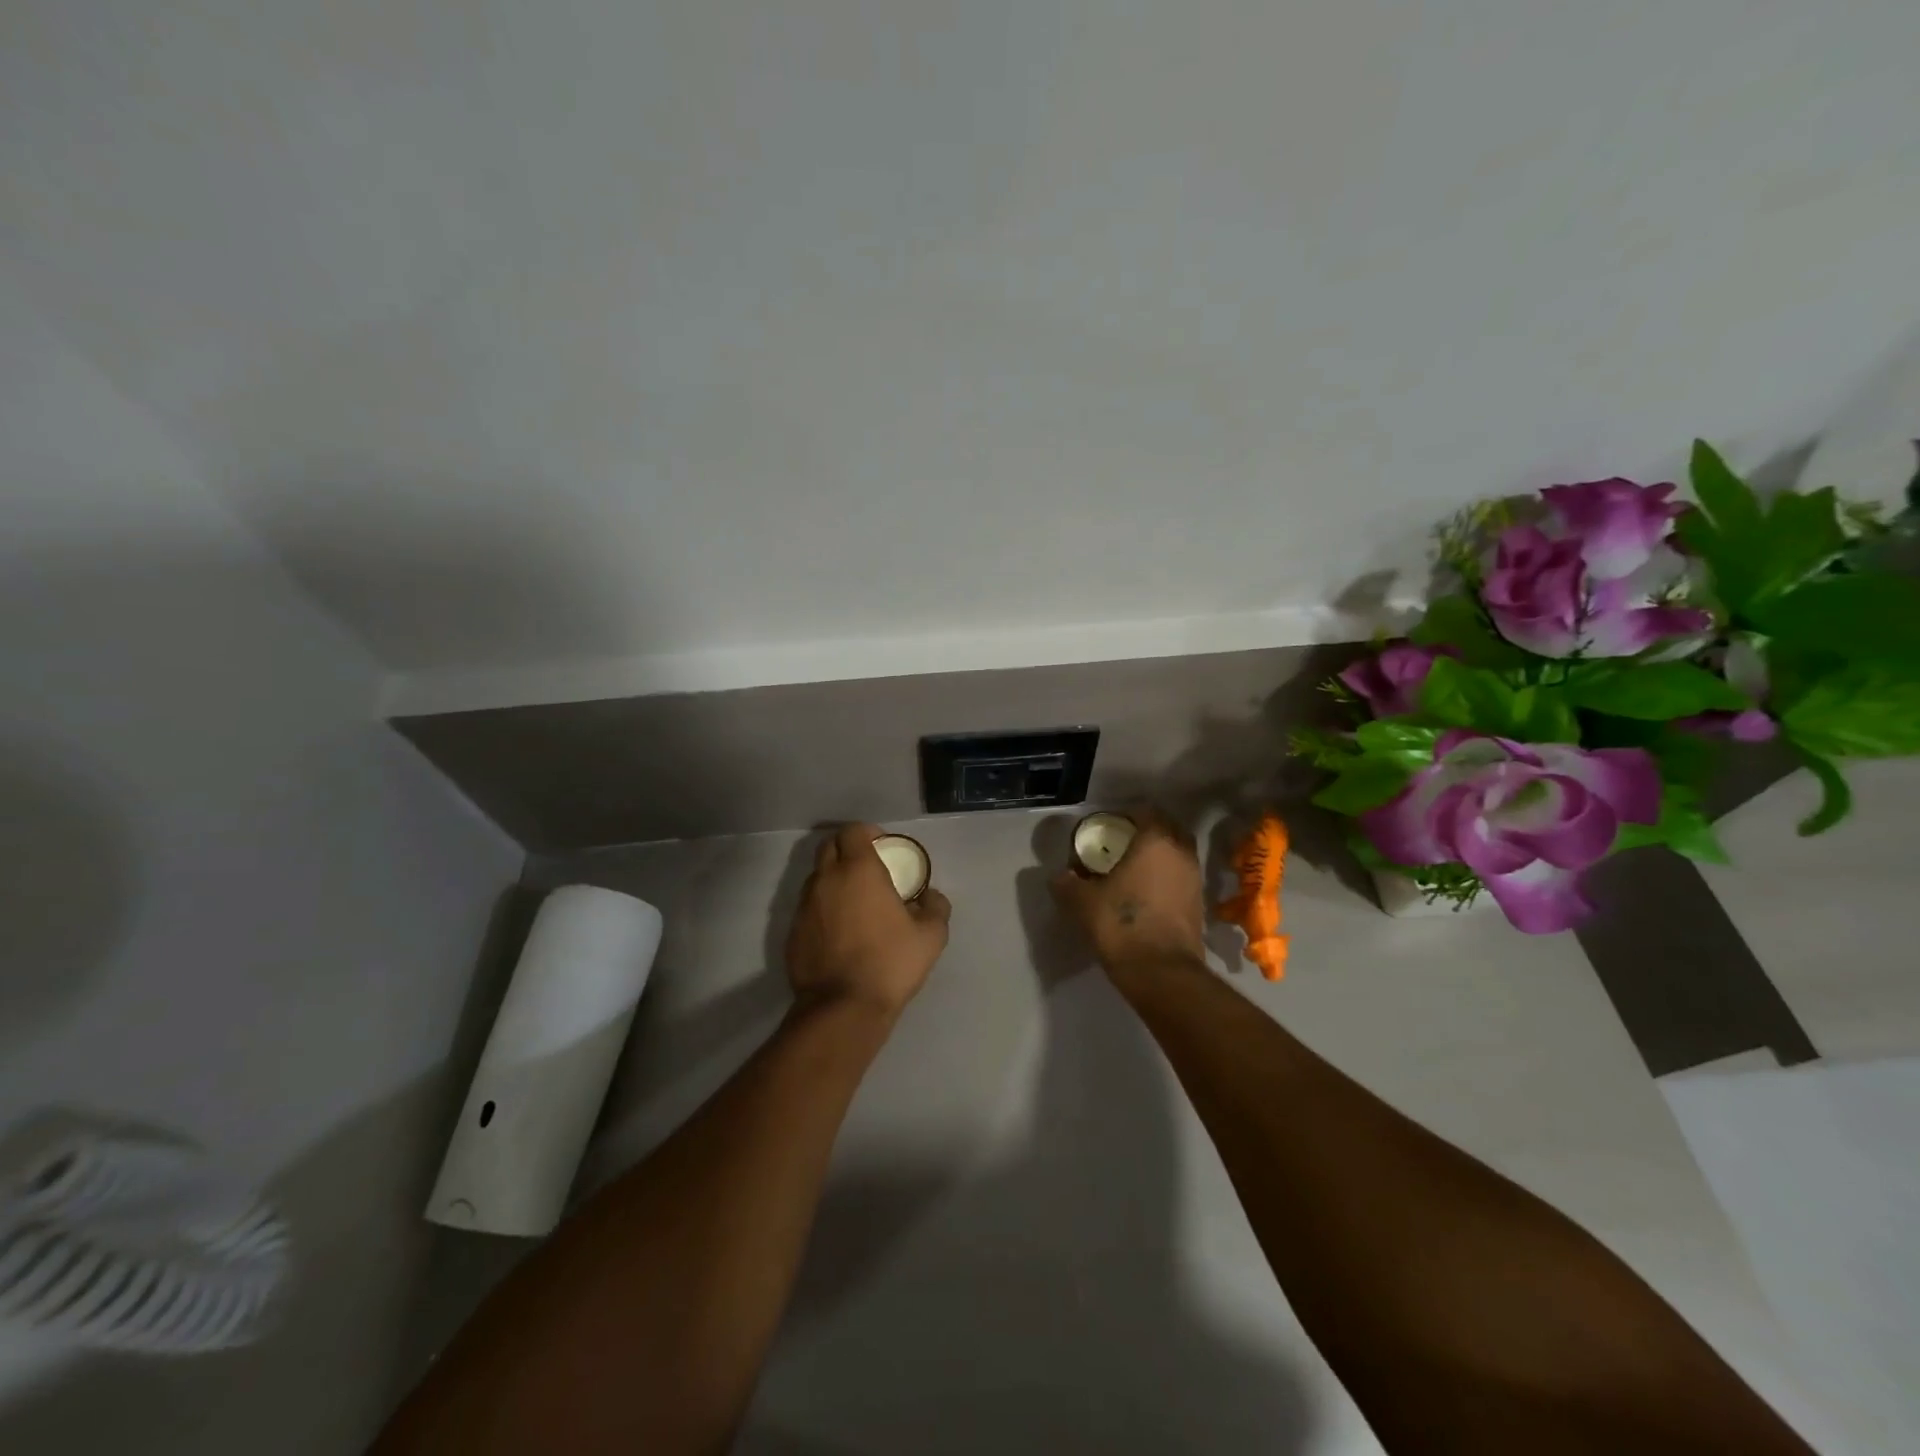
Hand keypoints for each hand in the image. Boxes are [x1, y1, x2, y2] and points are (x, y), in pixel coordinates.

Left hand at [786, 824, 950, 1018]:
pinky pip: (809, 907)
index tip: (883, 846)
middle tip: (868, 868)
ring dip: (834, 879)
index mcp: (858, 870)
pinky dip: (823, 908)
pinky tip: (840, 931)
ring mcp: (804, 905)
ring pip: (816, 877)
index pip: (853, 831)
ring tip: (855, 901)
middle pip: (829, 846)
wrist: (842, 1008)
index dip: (868, 833)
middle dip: (847, 849)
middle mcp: (826, 879)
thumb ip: (935, 907)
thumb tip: (930, 897)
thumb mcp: (931, 936)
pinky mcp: (793, 932)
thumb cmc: (890, 963)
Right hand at [1051, 808, 1204, 977]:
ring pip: (1178, 853)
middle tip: (1121, 844)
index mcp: (1155, 841)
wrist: (1160, 972)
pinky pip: (1181, 876)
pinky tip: (1146, 891)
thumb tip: (1059, 876)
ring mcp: (1195, 878)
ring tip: (1133, 868)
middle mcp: (1181, 852)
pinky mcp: (1199, 902)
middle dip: (1146, 831)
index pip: (1145, 810)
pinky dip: (1167, 876)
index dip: (1124, 815)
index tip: (1106, 827)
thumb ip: (1067, 883)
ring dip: (1159, 855)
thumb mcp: (1081, 902)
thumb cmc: (1121, 925)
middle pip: (1167, 828)